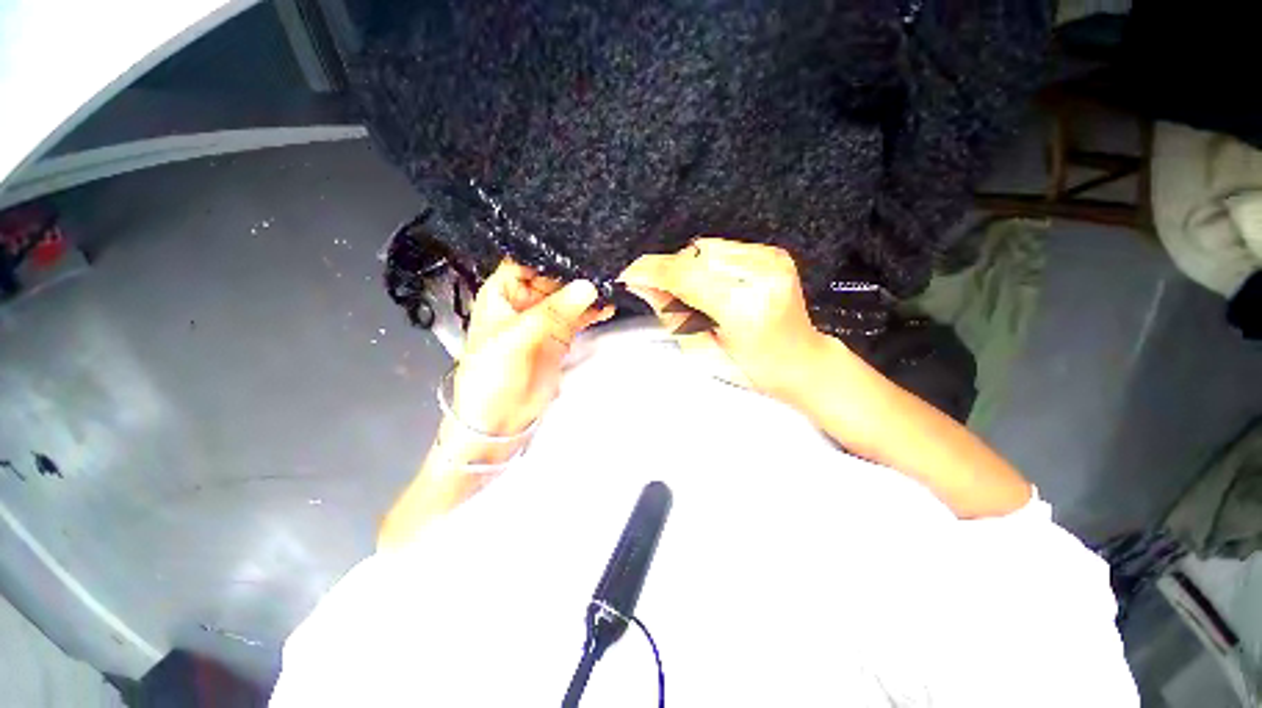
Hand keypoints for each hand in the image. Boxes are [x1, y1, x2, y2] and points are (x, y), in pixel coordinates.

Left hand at [452, 260, 612, 435]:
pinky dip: (594, 312)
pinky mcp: (560, 335)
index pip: (527, 263)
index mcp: (503, 294)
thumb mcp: (516, 338)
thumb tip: (585, 288)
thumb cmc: (490, 376)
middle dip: (575, 274)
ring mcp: (545, 319)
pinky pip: (580, 317)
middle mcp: (525, 302)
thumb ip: (552, 313)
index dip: (549, 256)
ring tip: (608, 287)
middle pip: (553, 278)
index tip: (577, 250)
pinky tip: (607, 307)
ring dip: (588, 293)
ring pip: (570, 297)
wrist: (499, 417)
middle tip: (600, 269)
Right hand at [619, 238, 831, 401]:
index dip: (651, 272)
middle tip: (661, 292)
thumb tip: (643, 286)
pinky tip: (713, 283)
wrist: (801, 359)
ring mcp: (771, 260)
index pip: (685, 276)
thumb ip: (671, 314)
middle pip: (694, 255)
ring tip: (694, 293)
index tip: (628, 275)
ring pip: (707, 246)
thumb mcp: (702, 351)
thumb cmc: (752, 368)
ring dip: (688, 265)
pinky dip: (708, 262)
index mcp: (744, 308)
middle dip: (669, 270)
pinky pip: (725, 247)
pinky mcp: (774, 253)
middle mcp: (761, 276)